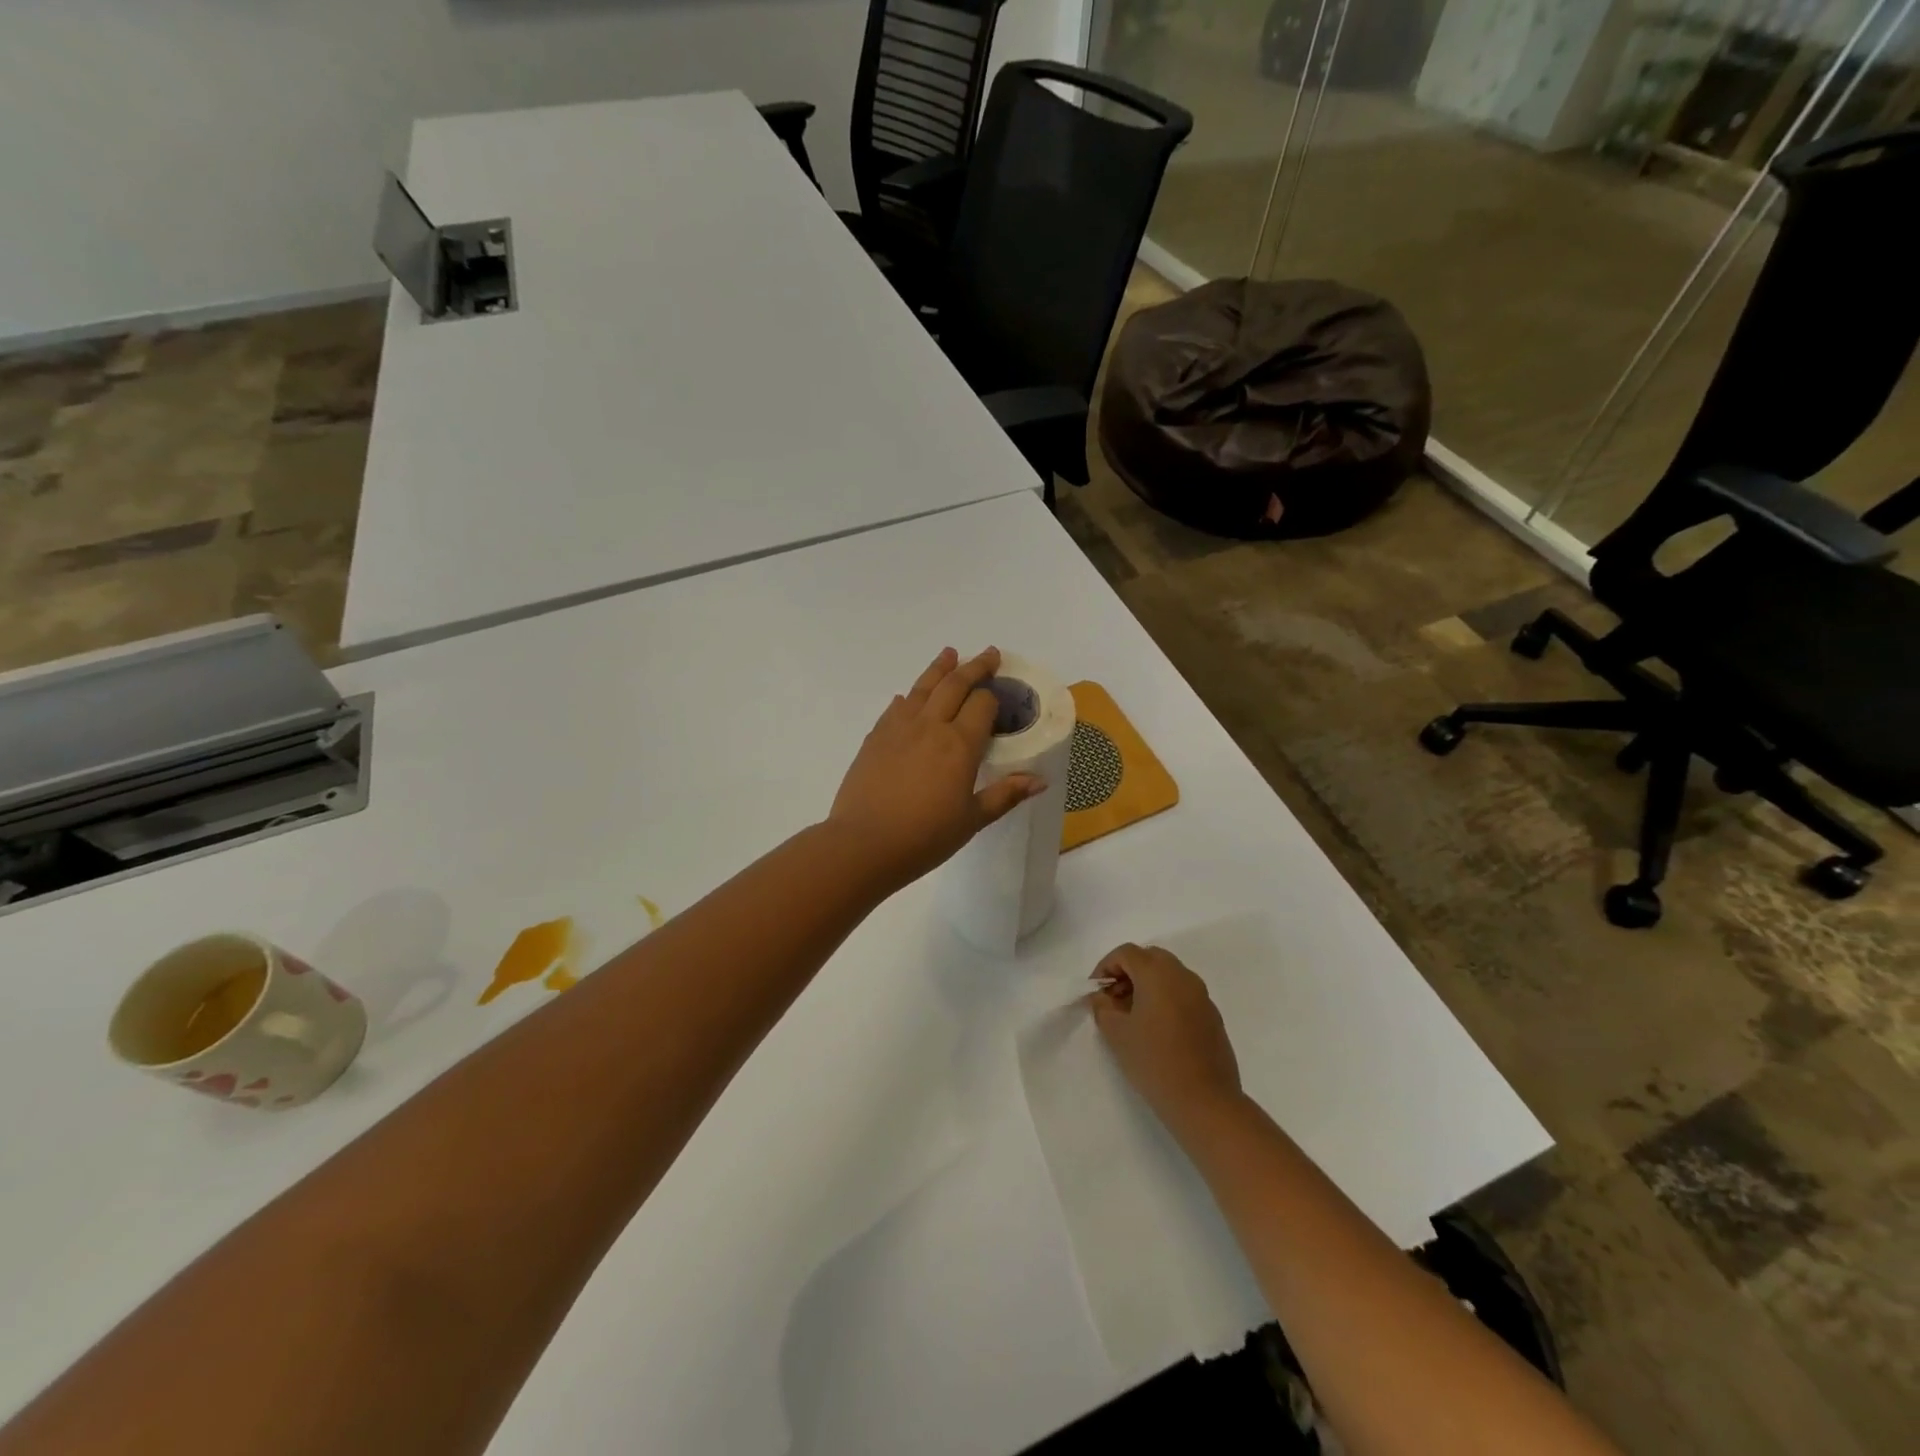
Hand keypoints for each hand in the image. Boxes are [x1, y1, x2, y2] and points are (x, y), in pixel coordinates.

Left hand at [827, 647, 1044, 890]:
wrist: (863, 844)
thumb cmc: (924, 837)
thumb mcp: (971, 820)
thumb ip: (1004, 795)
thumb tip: (1039, 781)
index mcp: (960, 745)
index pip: (982, 704)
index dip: (993, 696)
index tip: (1001, 692)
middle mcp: (931, 726)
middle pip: (955, 685)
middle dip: (974, 667)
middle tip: (988, 654)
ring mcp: (899, 728)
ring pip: (923, 687)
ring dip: (939, 668)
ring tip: (950, 654)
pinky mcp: (875, 737)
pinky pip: (896, 707)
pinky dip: (909, 697)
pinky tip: (909, 697)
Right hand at [1090, 944, 1242, 1134]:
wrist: (1205, 1102)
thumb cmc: (1154, 1062)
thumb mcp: (1116, 1034)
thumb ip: (1102, 1007)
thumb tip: (1102, 997)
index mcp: (1158, 973)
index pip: (1126, 953)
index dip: (1106, 967)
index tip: (1096, 992)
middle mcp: (1183, 976)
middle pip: (1150, 958)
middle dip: (1128, 972)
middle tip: (1114, 999)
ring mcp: (1202, 995)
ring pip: (1169, 974)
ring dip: (1148, 985)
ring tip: (1134, 1016)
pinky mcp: (1212, 1016)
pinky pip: (1184, 993)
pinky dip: (1166, 999)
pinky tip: (1158, 1030)